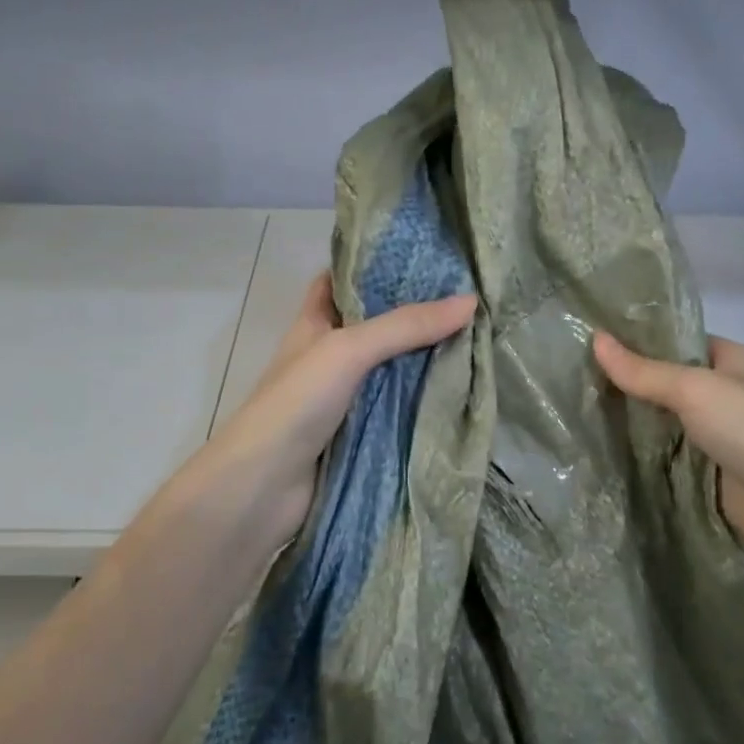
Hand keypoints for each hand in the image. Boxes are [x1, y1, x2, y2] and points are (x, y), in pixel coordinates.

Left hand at [190, 273, 476, 557]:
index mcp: (315, 324)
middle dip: (416, 314)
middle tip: (469, 297)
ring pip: (392, 369)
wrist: (263, 487)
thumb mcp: (348, 350)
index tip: (424, 257)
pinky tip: (462, 389)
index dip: (375, 266)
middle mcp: (330, 356)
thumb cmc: (296, 403)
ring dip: (426, 359)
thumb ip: (405, 326)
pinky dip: (424, 400)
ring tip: (479, 337)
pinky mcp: (360, 433)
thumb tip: (469, 302)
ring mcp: (345, 397)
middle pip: (377, 326)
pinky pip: (398, 408)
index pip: (342, 282)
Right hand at [593, 331, 743, 579]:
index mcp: (730, 361)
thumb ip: (644, 371)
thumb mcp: (697, 390)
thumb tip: (594, 338)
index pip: (674, 340)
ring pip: (660, 421)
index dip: (635, 338)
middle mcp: (722, 394)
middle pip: (664, 382)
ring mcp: (714, 437)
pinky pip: (664, 457)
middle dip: (623, 381)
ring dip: (626, 420)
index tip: (585, 336)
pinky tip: (595, 447)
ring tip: (570, 406)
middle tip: (567, 374)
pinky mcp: (706, 474)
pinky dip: (637, 454)